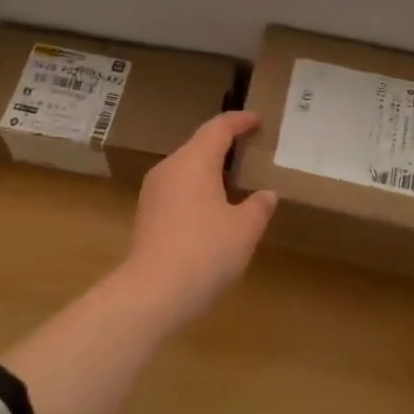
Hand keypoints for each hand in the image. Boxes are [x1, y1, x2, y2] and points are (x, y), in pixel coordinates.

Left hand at [116, 111, 276, 334]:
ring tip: (235, 180)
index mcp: (194, 161)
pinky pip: (177, 189)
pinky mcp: (147, 214)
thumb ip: (258, 207)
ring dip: (210, 169)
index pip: (218, 128)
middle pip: (199, 145)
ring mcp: (153, 191)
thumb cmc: (204, 252)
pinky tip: (213, 210)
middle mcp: (170, 168)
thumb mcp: (244, 230)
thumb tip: (266, 194)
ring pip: (186, 168)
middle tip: (250, 149)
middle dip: (225, 144)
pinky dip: (198, 189)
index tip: (257, 119)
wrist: (152, 294)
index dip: (239, 121)